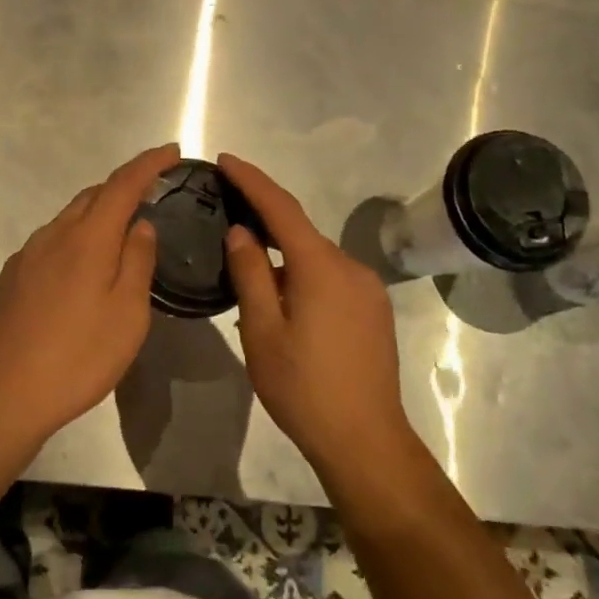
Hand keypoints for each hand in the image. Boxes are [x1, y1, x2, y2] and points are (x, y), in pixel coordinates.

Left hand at [0, 144, 176, 442]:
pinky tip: (81, 271)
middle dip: (123, 188)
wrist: (6, 392)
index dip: (149, 164)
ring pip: (69, 219)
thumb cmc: (80, 355)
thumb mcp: (128, 313)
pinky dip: (75, 241)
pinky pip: (51, 243)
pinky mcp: (12, 276)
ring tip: (120, 237)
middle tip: (151, 197)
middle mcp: (54, 235)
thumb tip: (141, 225)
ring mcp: (27, 255)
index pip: (123, 184)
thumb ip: (138, 261)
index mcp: (88, 238)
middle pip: (93, 196)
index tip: (171, 151)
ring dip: (97, 216)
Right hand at [218, 153, 414, 466]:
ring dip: (282, 262)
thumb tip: (241, 231)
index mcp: (320, 267)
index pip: (282, 209)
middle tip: (226, 227)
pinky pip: (330, 280)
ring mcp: (367, 290)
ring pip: (314, 260)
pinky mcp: (374, 311)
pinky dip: (301, 280)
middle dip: (263, 226)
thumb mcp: (262, 331)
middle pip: (300, 234)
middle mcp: (350, 268)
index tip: (225, 160)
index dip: (252, 181)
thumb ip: (250, 274)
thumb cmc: (303, 387)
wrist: (364, 439)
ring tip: (248, 286)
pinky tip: (282, 308)